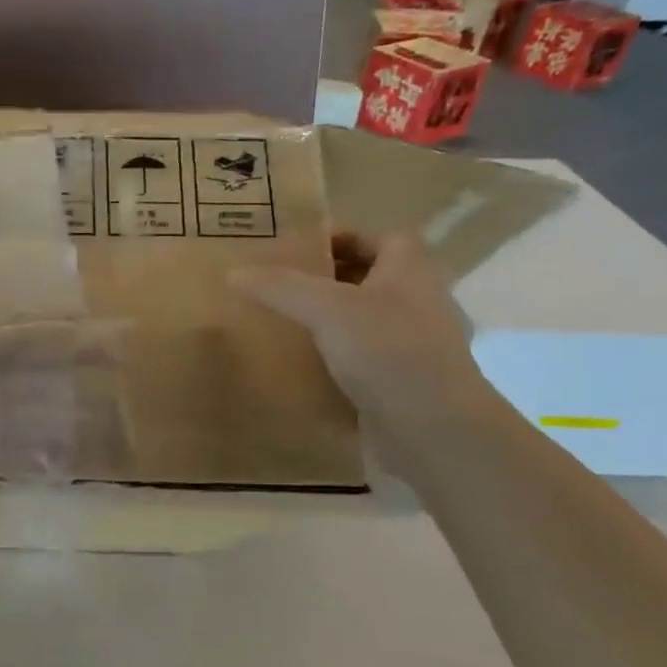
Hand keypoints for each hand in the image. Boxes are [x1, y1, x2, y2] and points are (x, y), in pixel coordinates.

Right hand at [231, 231, 496, 443]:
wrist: (433, 429)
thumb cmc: (388, 351)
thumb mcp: (326, 308)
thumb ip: (279, 287)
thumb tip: (233, 273)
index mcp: (409, 270)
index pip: (376, 237)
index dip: (339, 237)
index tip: (294, 250)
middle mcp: (415, 301)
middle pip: (366, 278)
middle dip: (323, 280)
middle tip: (276, 285)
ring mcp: (410, 344)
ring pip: (360, 320)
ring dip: (325, 321)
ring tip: (279, 323)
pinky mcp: (397, 381)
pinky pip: (358, 359)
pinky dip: (331, 358)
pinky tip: (297, 366)